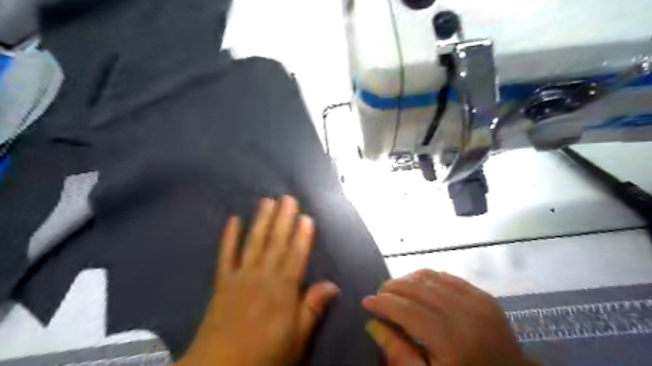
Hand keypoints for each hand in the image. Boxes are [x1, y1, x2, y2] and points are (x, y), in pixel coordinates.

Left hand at [178, 197, 340, 365]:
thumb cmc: (265, 356)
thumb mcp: (297, 338)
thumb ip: (313, 308)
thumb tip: (333, 285)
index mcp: (284, 289)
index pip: (297, 255)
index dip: (303, 235)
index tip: (306, 216)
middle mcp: (263, 276)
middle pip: (276, 242)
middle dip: (283, 219)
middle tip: (287, 198)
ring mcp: (241, 276)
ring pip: (254, 242)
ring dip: (262, 220)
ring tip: (267, 201)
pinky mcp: (222, 282)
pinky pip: (225, 255)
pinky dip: (229, 237)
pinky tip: (232, 220)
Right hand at [362, 269, 534, 365]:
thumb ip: (399, 354)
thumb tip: (373, 324)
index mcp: (451, 341)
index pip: (407, 310)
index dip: (383, 303)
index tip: (366, 301)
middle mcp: (465, 314)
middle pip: (417, 288)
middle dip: (392, 287)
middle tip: (379, 294)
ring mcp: (477, 301)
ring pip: (430, 277)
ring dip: (408, 279)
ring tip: (396, 290)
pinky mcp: (484, 296)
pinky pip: (448, 277)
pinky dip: (428, 278)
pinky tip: (420, 286)